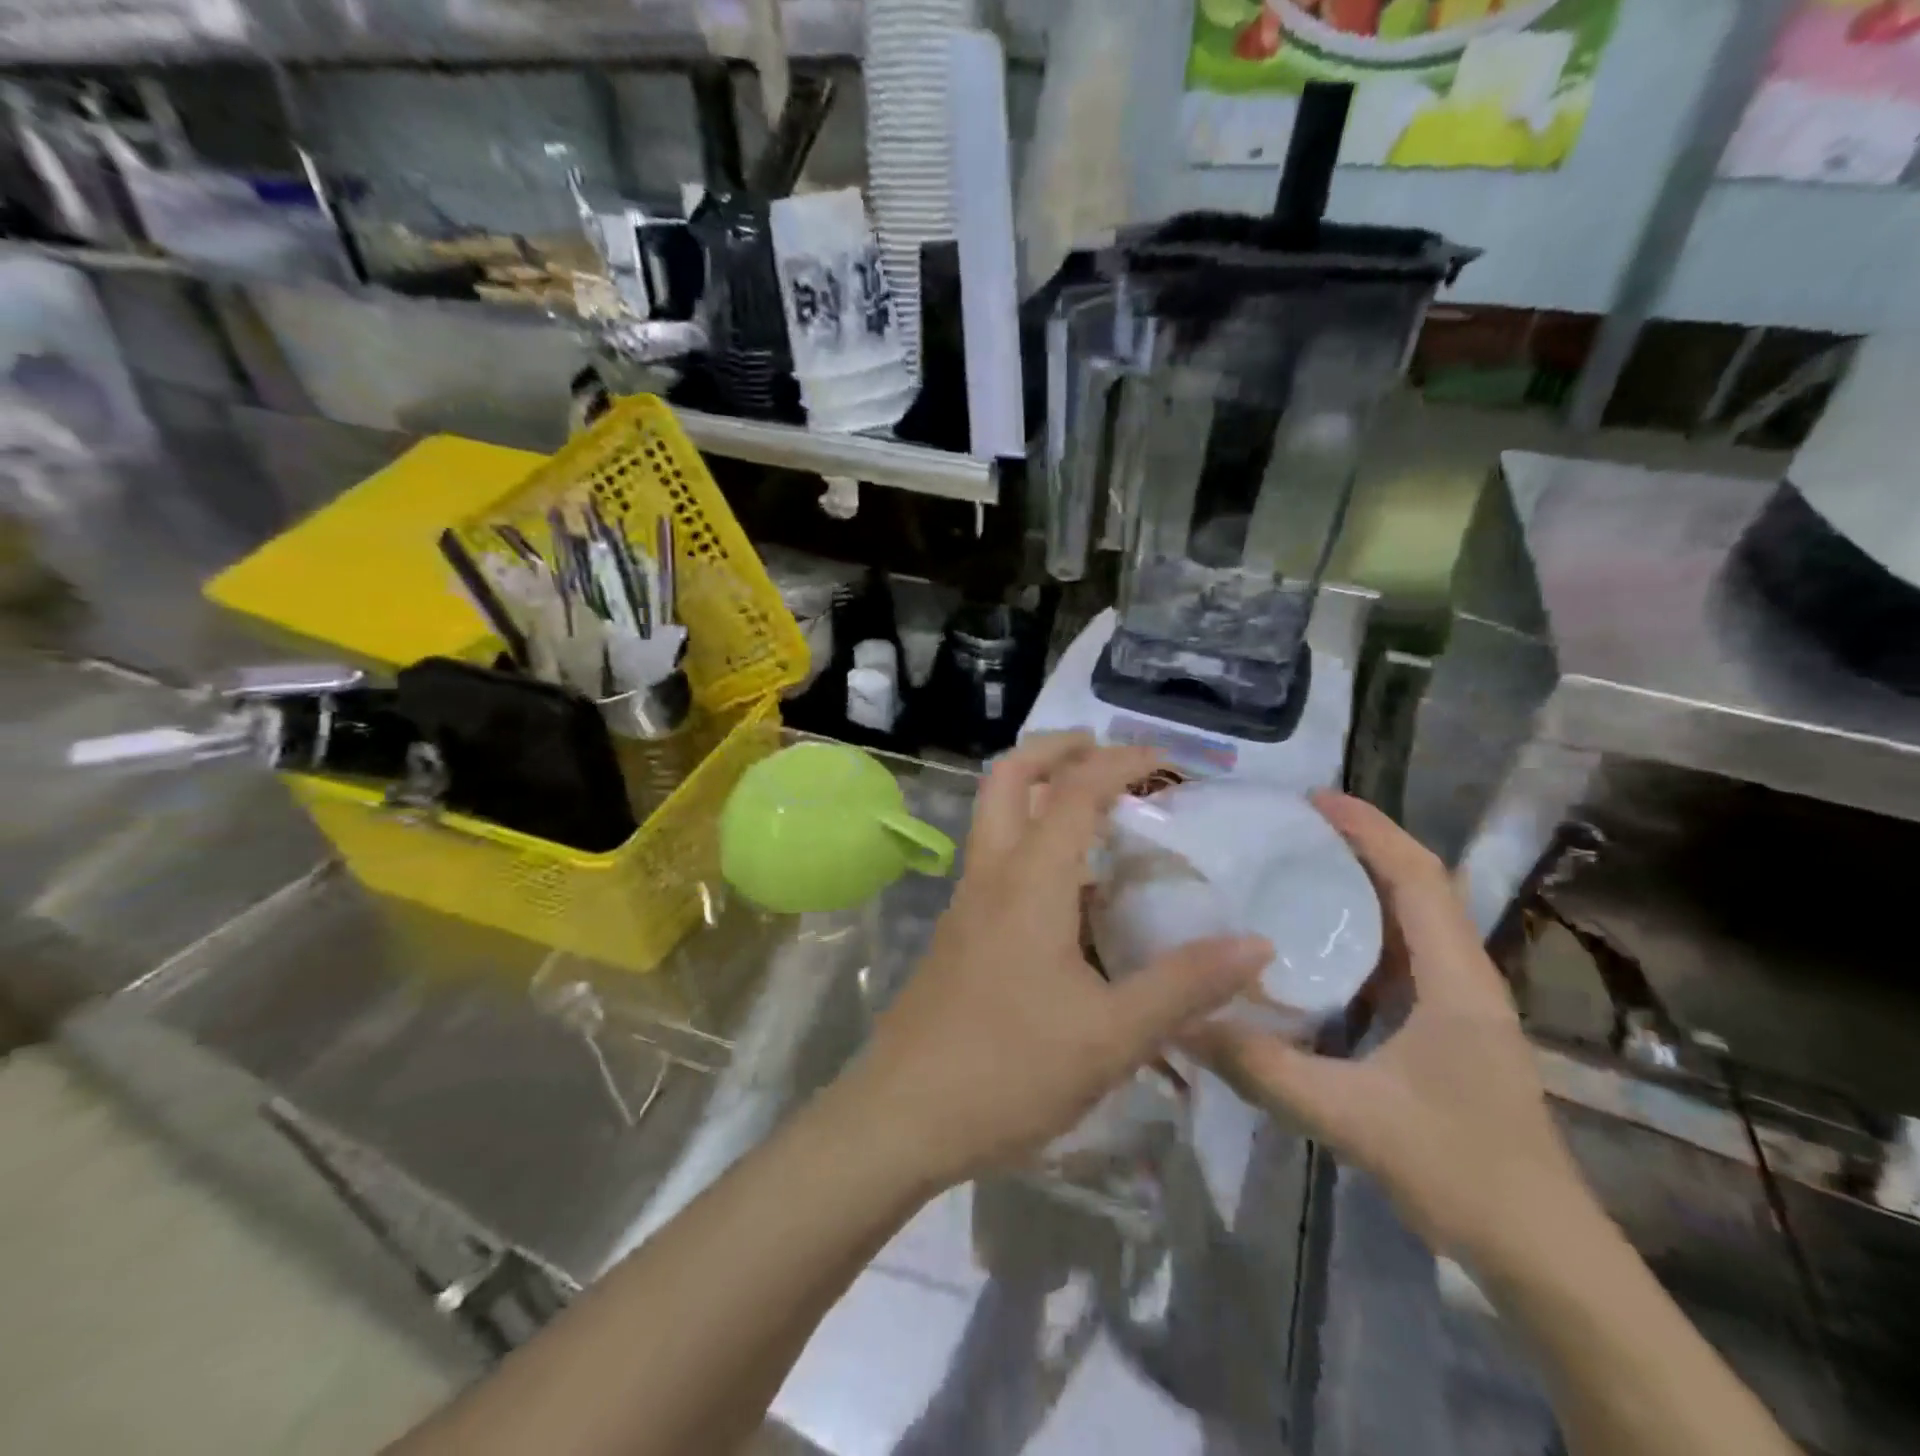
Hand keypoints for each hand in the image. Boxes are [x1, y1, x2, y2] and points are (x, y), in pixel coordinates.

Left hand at [844, 734, 1271, 1188]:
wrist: (902, 1115)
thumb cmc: (1008, 1072)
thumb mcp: (1111, 1037)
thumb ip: (1184, 986)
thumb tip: (1257, 945)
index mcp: (1029, 882)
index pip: (1075, 790)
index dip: (1122, 762)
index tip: (1169, 761)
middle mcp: (991, 875)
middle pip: (1008, 777)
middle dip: (1056, 749)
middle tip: (1107, 755)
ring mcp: (966, 902)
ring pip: (995, 817)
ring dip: (1040, 794)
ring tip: (1101, 819)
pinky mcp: (958, 932)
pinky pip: (997, 862)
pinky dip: (1032, 843)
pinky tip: (1072, 894)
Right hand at [1189, 792, 1590, 1267]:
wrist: (1542, 1252)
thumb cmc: (1460, 1170)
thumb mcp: (1349, 1117)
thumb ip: (1263, 1070)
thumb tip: (1183, 1024)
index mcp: (1456, 979)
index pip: (1417, 877)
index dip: (1370, 829)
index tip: (1313, 800)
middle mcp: (1462, 977)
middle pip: (1417, 884)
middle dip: (1360, 844)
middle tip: (1289, 828)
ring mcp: (1458, 1004)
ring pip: (1410, 919)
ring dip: (1361, 883)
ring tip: (1295, 869)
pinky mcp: (1445, 1028)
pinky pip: (1400, 956)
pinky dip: (1360, 929)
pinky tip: (1314, 944)